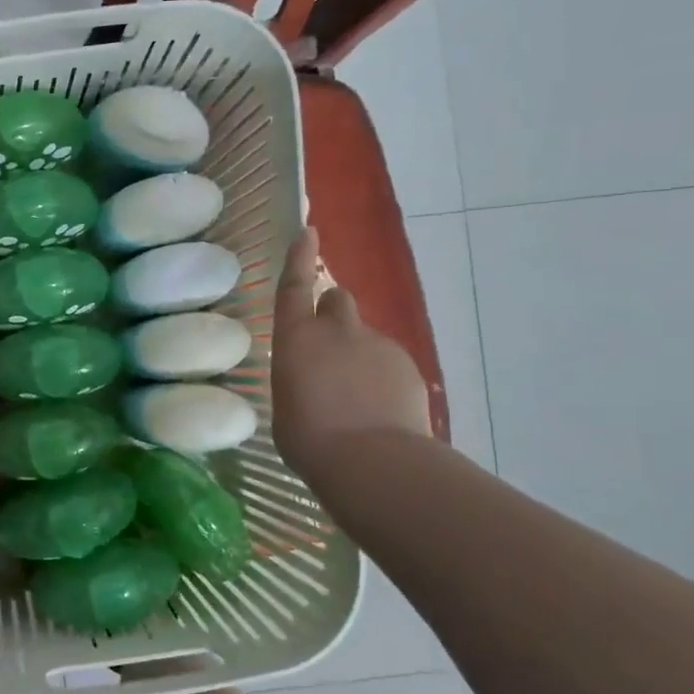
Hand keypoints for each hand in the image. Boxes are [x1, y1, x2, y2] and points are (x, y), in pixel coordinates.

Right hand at [271, 227, 430, 487]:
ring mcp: (377, 345)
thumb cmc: (309, 439)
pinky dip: (382, 376)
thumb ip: (298, 380)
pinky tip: (379, 410)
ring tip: (355, 397)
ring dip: (358, 353)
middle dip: (332, 312)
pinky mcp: (407, 366)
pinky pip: (389, 361)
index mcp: (296, 339)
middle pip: (338, 299)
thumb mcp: (286, 407)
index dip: (299, 258)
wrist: (371, 460)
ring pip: (365, 336)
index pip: (294, 287)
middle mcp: (337, 331)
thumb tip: (311, 380)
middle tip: (329, 346)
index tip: (309, 232)